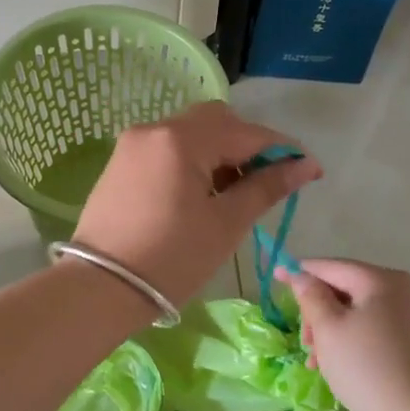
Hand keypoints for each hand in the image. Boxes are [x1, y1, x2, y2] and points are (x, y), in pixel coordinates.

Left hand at [72, 102, 320, 308]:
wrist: (100, 288)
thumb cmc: (171, 258)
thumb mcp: (225, 224)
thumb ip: (266, 187)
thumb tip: (305, 165)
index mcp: (181, 139)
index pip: (245, 132)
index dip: (282, 150)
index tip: (309, 171)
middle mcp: (154, 129)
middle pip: (215, 122)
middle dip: (247, 146)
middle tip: (264, 183)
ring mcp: (132, 145)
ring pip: (189, 134)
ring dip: (218, 153)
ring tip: (232, 195)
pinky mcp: (120, 164)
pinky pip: (166, 150)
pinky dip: (191, 162)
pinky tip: (200, 194)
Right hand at [275, 259, 409, 410]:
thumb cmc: (366, 367)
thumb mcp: (328, 329)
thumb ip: (311, 296)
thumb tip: (302, 276)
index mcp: (383, 279)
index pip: (332, 267)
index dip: (301, 272)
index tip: (276, 276)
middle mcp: (406, 289)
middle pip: (348, 289)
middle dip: (319, 311)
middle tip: (305, 341)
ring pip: (362, 312)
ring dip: (334, 329)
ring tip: (318, 361)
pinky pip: (378, 328)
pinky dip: (355, 339)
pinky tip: (341, 364)